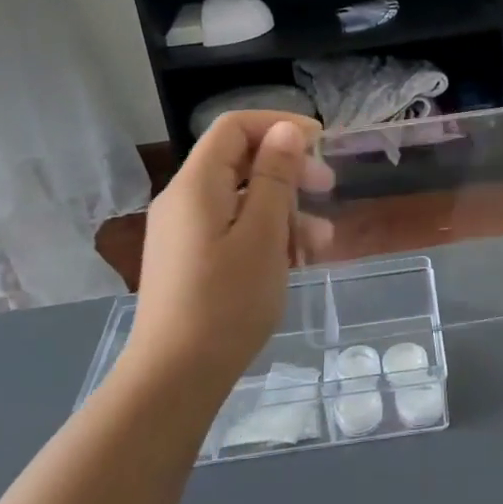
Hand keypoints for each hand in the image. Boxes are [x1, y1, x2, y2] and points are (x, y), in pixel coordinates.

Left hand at [123, 112, 334, 389]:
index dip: (278, 125)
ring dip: (284, 210)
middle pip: (239, 162)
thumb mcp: (263, 233)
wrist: (175, 378)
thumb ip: (274, 176)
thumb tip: (285, 129)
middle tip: (328, 188)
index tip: (320, 143)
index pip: (234, 128)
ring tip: (322, 241)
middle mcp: (184, 200)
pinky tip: (297, 261)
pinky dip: (266, 235)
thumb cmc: (227, 301)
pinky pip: (232, 229)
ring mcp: (184, 232)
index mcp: (196, 185)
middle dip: (288, 170)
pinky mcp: (190, 260)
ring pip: (241, 200)